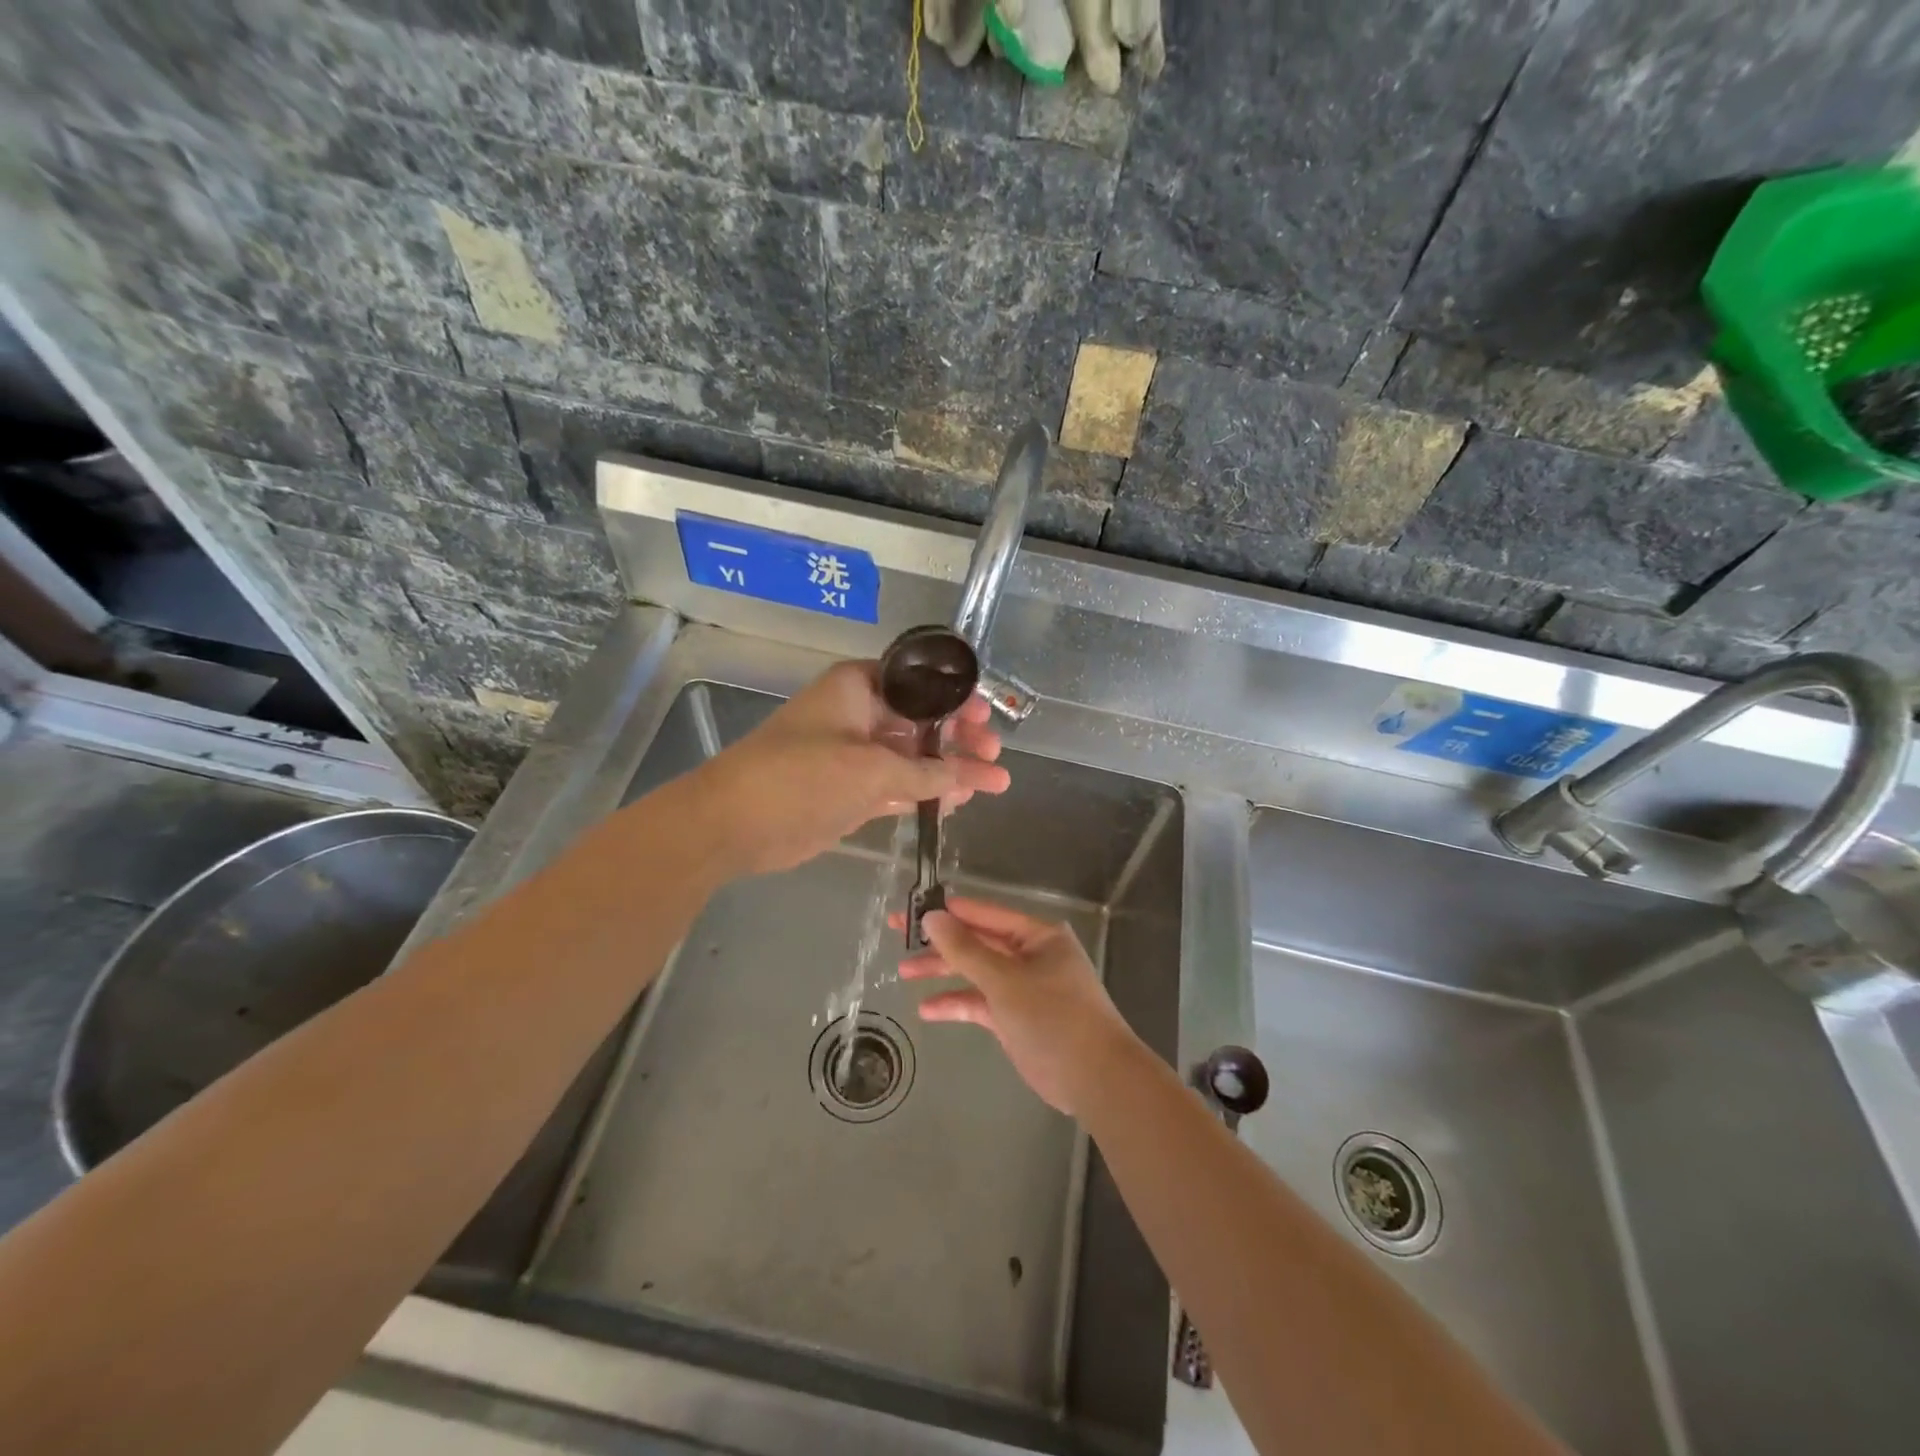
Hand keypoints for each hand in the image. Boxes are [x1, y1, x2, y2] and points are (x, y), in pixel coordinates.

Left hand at [691, 660, 1008, 877]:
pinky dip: (926, 793)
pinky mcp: (851, 790)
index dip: (956, 699)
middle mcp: (859, 715)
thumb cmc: (802, 777)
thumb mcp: (871, 769)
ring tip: (995, 782)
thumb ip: (925, 772)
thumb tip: (966, 776)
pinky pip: (898, 786)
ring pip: (913, 757)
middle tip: (995, 754)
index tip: (986, 716)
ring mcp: (855, 755)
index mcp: (858, 688)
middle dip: (960, 739)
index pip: (918, 683)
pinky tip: (959, 801)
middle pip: (921, 721)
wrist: (735, 824)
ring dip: (949, 770)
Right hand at [899, 897, 1145, 1115]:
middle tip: (897, 937)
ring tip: (905, 974)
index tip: (911, 910)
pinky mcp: (1018, 1018)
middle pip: (977, 942)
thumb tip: (932, 917)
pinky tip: (927, 1010)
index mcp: (1037, 935)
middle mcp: (1031, 955)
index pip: (984, 914)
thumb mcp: (1004, 979)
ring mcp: (1024, 987)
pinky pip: (982, 1003)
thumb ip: (965, 949)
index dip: (947, 911)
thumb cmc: (1053, 1016)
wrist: (1094, 1077)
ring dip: (944, 973)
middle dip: (940, 943)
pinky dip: (958, 1004)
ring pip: (977, 973)